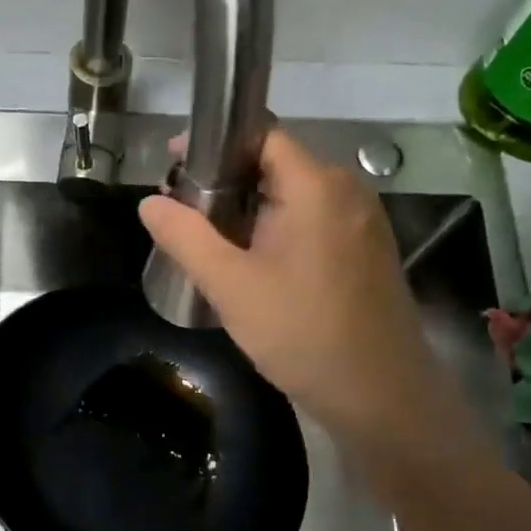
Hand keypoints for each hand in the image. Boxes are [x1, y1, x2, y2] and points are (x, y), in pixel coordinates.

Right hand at [139, 128, 471, 451]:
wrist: (381, 396)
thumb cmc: (303, 333)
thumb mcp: (231, 286)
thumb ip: (186, 238)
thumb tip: (149, 203)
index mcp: (316, 185)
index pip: (260, 134)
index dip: (214, 143)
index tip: (174, 166)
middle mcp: (346, 190)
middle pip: (275, 164)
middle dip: (225, 182)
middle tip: (183, 214)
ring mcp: (362, 221)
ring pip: (293, 197)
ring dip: (249, 210)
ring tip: (209, 242)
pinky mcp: (366, 250)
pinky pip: (313, 222)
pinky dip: (277, 230)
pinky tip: (252, 265)